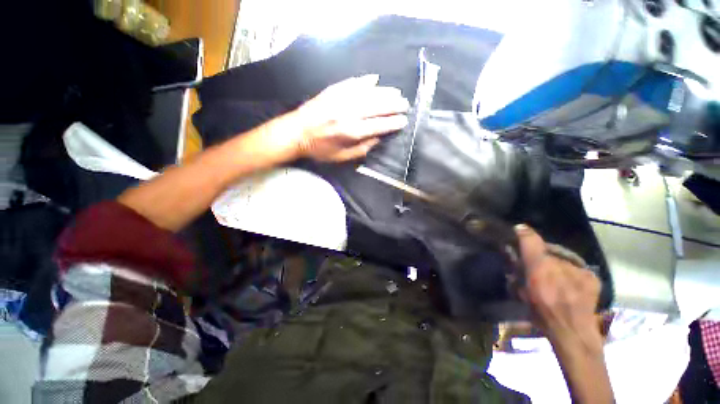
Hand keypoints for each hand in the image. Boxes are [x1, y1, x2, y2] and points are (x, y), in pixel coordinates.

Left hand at [290, 75, 409, 161]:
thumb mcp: (342, 157)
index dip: (393, 123)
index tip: (404, 121)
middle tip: (405, 104)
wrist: (296, 133)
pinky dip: (365, 80)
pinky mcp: (333, 91)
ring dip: (385, 92)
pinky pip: (353, 83)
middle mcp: (349, 113)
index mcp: (352, 132)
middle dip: (394, 105)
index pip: (379, 125)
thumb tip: (379, 138)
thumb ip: (362, 149)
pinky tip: (375, 79)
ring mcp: (341, 99)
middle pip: (378, 106)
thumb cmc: (320, 149)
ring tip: (397, 92)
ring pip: (369, 93)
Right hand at [515, 224, 602, 349]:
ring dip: (557, 264)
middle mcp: (558, 261)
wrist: (572, 331)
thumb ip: (515, 269)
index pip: (530, 239)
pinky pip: (577, 268)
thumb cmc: (541, 312)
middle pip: (548, 248)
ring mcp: (578, 268)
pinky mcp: (591, 276)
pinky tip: (570, 285)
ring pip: (563, 258)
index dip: (524, 233)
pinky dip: (571, 273)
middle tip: (539, 264)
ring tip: (557, 278)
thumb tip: (510, 252)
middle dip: (541, 253)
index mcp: (538, 265)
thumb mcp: (520, 291)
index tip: (520, 230)